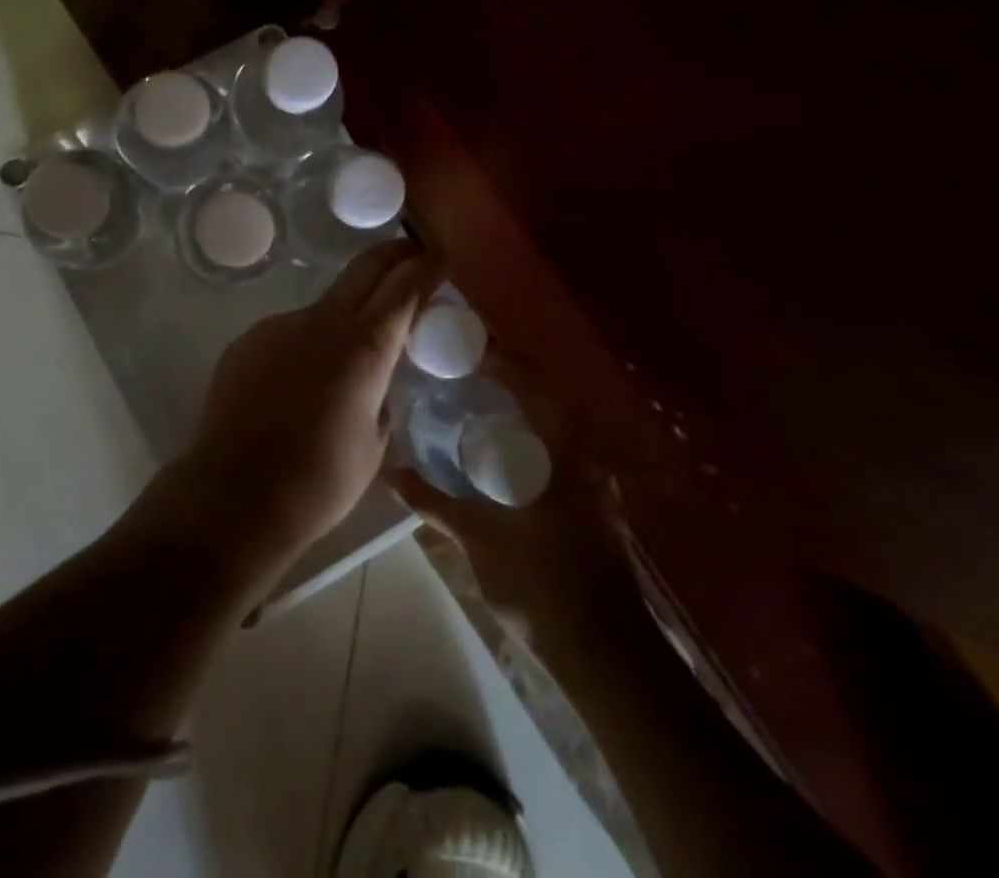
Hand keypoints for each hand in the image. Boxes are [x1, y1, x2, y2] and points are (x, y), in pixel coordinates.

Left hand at [176, 241, 438, 584]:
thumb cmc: (317, 483)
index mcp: (363, 349)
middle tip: (409, 254)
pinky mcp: (246, 341)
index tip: (438, 257)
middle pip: (363, 270)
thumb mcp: (372, 446)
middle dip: (391, 257)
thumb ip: (379, 400)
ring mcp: (278, 327)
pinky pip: (287, 334)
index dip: (424, 268)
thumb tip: (372, 388)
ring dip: (342, 317)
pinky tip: (293, 387)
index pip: (402, 289)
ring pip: (322, 308)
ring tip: (339, 364)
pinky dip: (302, 347)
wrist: (232, 496)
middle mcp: (320, 323)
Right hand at [389, 354, 637, 669]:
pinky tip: (499, 461)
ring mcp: (594, 486)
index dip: (497, 356)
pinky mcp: (594, 512)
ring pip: (551, 432)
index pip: (528, 381)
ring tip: (472, 410)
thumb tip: (391, 473)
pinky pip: (557, 459)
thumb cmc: (541, 582)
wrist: (607, 657)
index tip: (461, 342)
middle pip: (542, 400)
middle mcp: (584, 456)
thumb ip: (434, 501)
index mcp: (562, 448)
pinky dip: (528, 446)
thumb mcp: (478, 538)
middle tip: (457, 374)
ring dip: (517, 415)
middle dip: (503, 383)